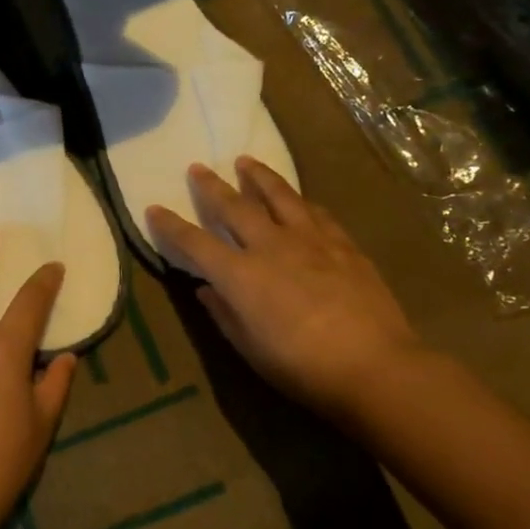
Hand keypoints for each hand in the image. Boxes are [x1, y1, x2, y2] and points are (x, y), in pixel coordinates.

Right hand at [147, 158, 421, 415]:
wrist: (375, 366)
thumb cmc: (302, 367)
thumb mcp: (250, 349)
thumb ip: (225, 314)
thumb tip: (206, 289)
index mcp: (241, 276)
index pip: (195, 243)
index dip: (171, 226)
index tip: (154, 208)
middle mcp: (271, 247)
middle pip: (235, 207)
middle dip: (212, 187)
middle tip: (198, 167)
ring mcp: (310, 241)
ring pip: (279, 196)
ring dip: (259, 177)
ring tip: (246, 161)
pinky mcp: (343, 245)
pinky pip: (316, 213)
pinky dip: (300, 202)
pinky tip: (298, 199)